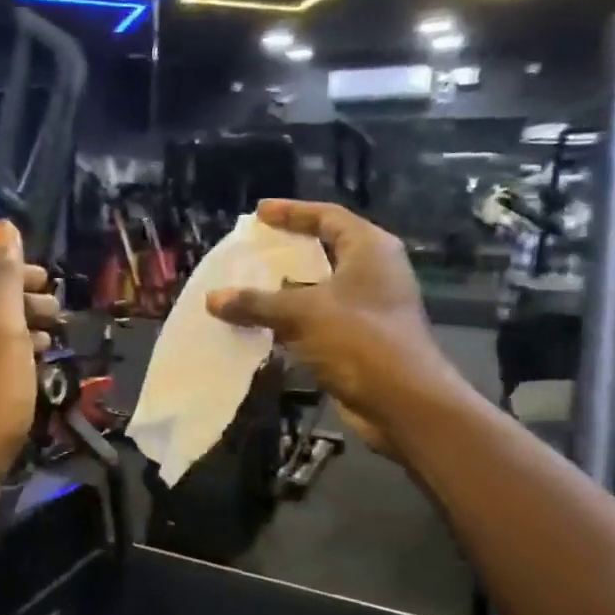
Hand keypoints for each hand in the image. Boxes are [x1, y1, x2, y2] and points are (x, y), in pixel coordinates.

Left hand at [0, 220, 60, 511]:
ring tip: (53, 341)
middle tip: (58, 313)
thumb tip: (2, 225)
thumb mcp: (0, 328)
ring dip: (23, 332)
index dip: (13, 271)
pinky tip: (35, 376)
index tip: (48, 281)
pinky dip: (16, 361)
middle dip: (23, 301)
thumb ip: (3, 278)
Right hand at [206, 200, 473, 455]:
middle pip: (325, 249)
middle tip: (252, 248)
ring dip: (285, 289)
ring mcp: (368, 307)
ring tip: (248, 285)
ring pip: (319, 288)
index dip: (292, 212)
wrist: (401, 402)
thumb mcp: (302, 313)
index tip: (259, 212)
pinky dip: (291, 318)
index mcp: (369, 249)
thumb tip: (213, 299)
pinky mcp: (359, 338)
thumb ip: (256, 303)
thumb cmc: (359, 340)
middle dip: (288, 250)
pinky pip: (317, 318)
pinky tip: (261, 324)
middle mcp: (372, 272)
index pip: (327, 216)